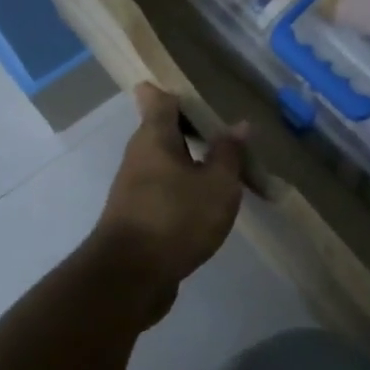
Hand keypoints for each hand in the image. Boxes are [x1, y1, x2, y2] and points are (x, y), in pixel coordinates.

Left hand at [91, 84, 248, 297]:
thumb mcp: (217, 185)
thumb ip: (228, 153)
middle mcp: (139, 156)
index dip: (175, 91)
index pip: (158, 98)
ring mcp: (135, 188)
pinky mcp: (138, 216)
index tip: (200, 91)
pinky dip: (187, 188)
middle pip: (163, 130)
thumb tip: (239, 125)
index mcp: (154, 137)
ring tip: (228, 165)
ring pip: (166, 162)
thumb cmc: (176, 218)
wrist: (130, 278)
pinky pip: (166, 189)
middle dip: (193, 128)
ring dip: (193, 161)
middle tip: (228, 130)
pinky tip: (211, 200)